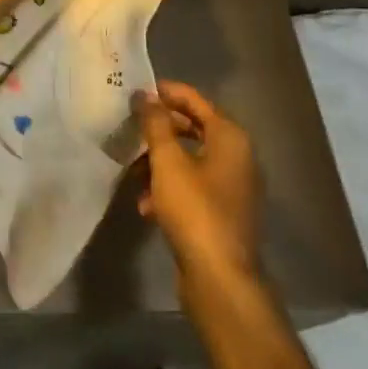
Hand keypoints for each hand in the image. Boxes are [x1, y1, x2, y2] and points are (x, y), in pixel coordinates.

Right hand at [136, 81, 263, 289]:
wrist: (220, 278)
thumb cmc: (195, 210)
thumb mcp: (168, 162)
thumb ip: (156, 124)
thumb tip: (145, 95)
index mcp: (230, 138)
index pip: (196, 100)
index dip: (167, 92)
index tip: (137, 90)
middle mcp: (237, 157)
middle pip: (194, 129)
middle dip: (160, 128)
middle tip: (130, 126)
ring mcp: (232, 187)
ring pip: (190, 160)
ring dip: (160, 161)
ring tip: (131, 168)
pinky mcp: (222, 213)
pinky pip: (192, 187)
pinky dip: (169, 188)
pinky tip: (145, 204)